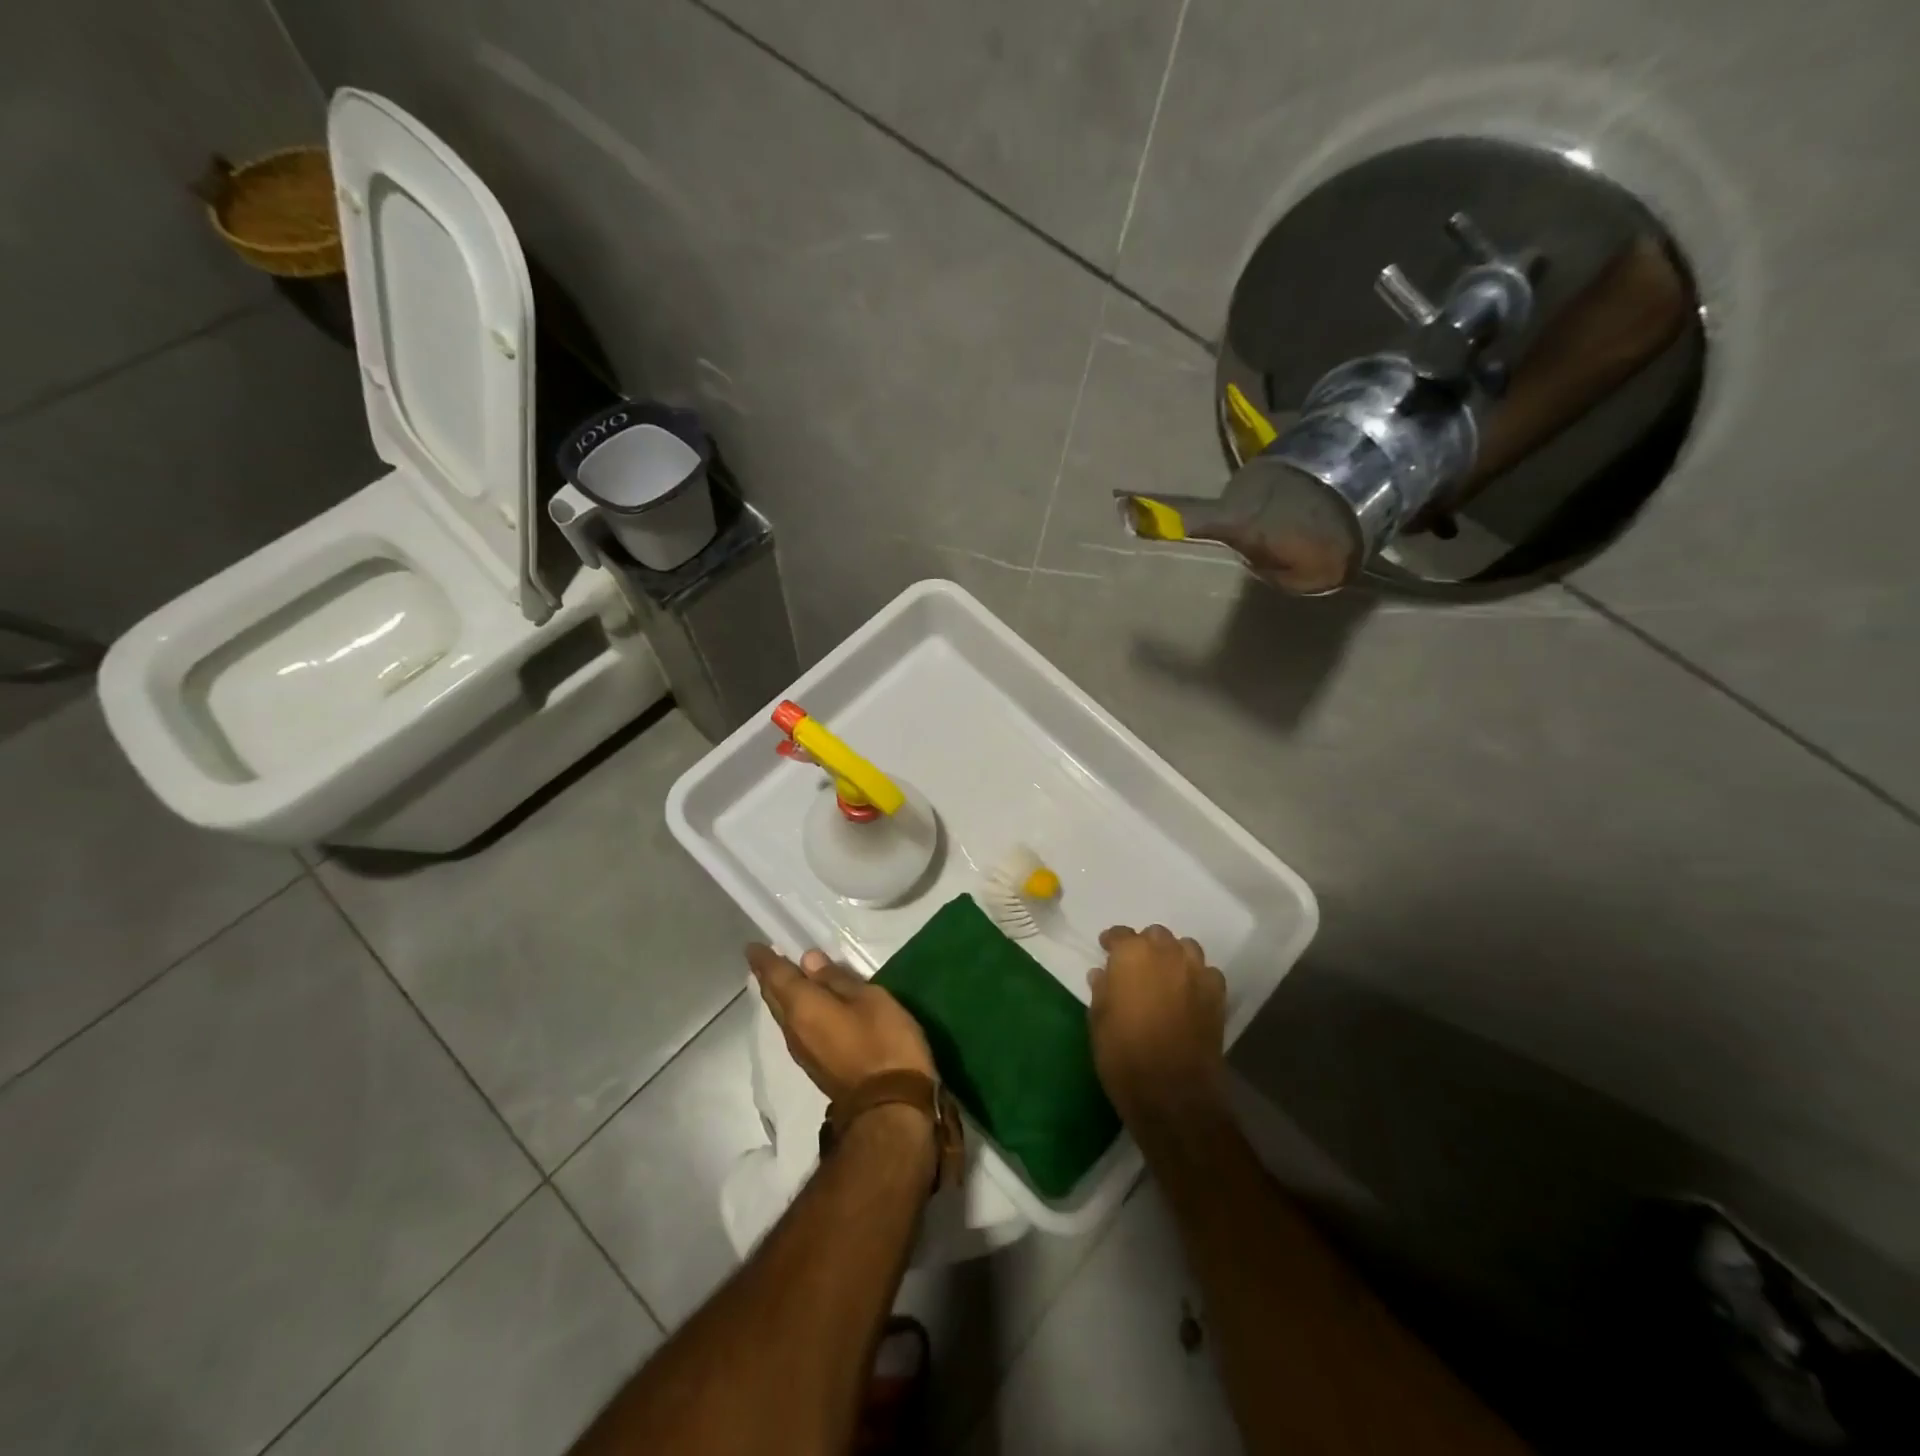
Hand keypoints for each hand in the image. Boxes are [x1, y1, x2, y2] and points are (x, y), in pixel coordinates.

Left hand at [746, 944, 933, 1102]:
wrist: (890, 1108)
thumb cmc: (883, 1043)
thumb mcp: (869, 1000)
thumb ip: (838, 980)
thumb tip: (808, 960)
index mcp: (803, 1007)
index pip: (776, 976)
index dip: (764, 960)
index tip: (752, 946)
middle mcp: (793, 1030)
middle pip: (775, 998)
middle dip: (769, 977)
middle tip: (767, 958)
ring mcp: (804, 1052)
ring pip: (784, 1015)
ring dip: (783, 995)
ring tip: (788, 978)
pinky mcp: (817, 1066)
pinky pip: (797, 1029)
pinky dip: (796, 1011)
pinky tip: (808, 1007)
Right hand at [1087, 925, 1227, 1124]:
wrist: (1172, 1093)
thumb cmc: (1123, 1054)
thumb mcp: (1099, 1020)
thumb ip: (1101, 990)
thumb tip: (1102, 974)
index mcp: (1132, 954)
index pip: (1120, 934)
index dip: (1112, 942)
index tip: (1106, 951)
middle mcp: (1166, 953)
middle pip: (1156, 936)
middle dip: (1145, 946)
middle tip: (1135, 967)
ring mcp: (1196, 972)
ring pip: (1185, 948)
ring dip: (1173, 956)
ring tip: (1164, 976)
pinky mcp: (1217, 995)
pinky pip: (1207, 973)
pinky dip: (1196, 977)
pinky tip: (1188, 994)